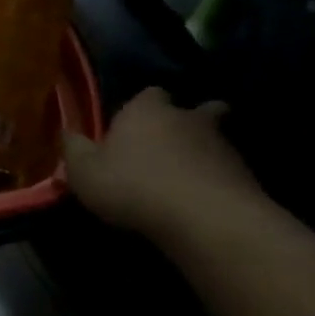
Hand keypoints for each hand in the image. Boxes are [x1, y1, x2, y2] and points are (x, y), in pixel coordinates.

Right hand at [63, 87, 263, 239]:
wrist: (208, 221)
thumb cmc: (134, 186)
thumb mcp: (83, 171)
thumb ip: (73, 148)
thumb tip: (66, 131)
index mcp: (146, 110)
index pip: (149, 94)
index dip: (142, 107)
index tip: (133, 124)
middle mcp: (187, 119)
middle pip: (195, 111)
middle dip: (187, 121)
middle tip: (173, 142)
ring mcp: (224, 146)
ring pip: (215, 140)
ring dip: (204, 153)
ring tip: (188, 176)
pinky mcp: (248, 177)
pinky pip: (229, 173)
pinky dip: (219, 181)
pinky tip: (205, 200)